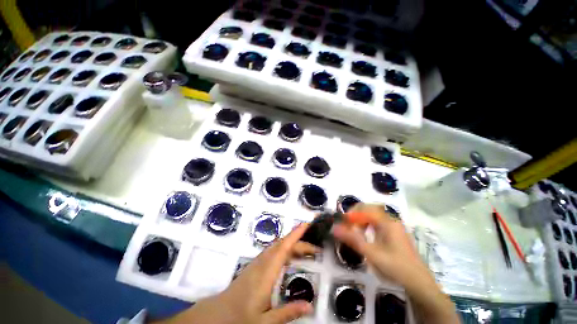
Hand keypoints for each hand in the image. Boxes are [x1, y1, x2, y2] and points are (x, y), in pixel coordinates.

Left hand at [158, 224, 318, 323]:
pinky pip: (273, 251)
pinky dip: (284, 250)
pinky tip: (289, 258)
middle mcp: (263, 262)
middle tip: (314, 248)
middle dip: (299, 242)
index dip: (295, 235)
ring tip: (305, 251)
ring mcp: (258, 262)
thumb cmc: (239, 318)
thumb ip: (287, 312)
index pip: (284, 248)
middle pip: (283, 245)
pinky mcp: (255, 266)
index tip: (305, 225)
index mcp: (266, 273)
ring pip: (277, 246)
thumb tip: (309, 305)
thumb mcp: (265, 321)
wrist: (216, 316)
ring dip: (292, 244)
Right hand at [333, 204, 459, 323]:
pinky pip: (377, 221)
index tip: (343, 223)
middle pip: (369, 208)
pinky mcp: (394, 232)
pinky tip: (365, 234)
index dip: (351, 214)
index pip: (365, 208)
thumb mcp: (371, 254)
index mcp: (387, 222)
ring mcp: (393, 225)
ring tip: (355, 231)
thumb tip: (334, 228)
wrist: (418, 282)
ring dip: (361, 219)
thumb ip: (352, 239)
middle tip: (348, 226)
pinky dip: (368, 224)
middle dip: (356, 215)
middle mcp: (391, 219)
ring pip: (373, 214)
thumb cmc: (395, 267)